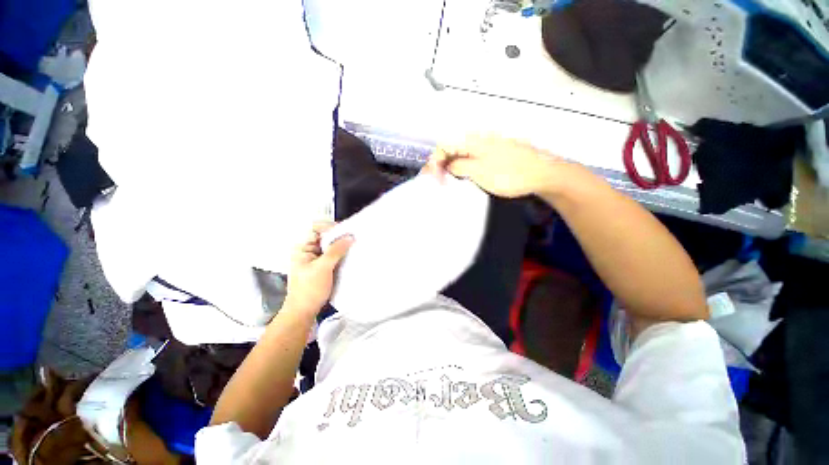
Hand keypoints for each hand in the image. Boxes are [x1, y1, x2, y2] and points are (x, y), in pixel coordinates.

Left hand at [284, 222, 353, 316]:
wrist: (304, 311)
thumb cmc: (309, 289)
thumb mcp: (323, 267)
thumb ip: (336, 250)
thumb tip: (349, 237)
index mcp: (302, 247)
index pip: (316, 228)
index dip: (329, 227)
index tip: (345, 231)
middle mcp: (309, 250)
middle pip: (325, 236)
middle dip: (339, 236)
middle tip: (353, 238)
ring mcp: (316, 259)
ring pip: (330, 246)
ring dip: (341, 246)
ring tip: (354, 246)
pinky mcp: (323, 266)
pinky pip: (334, 255)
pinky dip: (342, 254)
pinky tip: (350, 256)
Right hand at [427, 134, 563, 197]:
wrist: (541, 174)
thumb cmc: (509, 174)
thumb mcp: (479, 172)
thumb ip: (458, 167)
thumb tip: (447, 165)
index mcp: (472, 141)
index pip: (444, 146)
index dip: (435, 162)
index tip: (433, 178)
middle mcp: (478, 140)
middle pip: (451, 149)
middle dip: (441, 165)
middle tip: (438, 182)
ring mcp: (487, 147)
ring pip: (461, 155)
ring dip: (451, 168)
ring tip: (448, 182)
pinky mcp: (493, 155)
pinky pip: (471, 159)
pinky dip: (463, 168)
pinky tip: (464, 178)